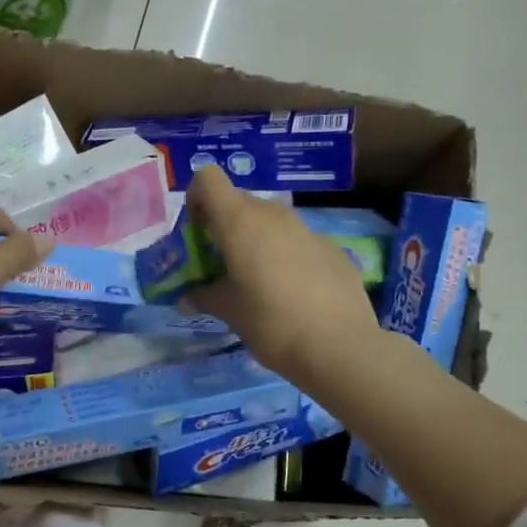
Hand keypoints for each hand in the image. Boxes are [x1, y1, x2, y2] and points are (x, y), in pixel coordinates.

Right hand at [186, 167, 380, 384]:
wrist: (339, 347)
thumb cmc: (271, 324)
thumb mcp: (229, 312)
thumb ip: (204, 297)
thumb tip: (186, 298)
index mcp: (240, 223)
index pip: (209, 179)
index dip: (197, 198)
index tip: (197, 233)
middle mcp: (273, 216)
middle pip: (239, 201)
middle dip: (224, 224)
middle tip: (222, 262)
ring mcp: (307, 230)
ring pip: (271, 221)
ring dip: (257, 240)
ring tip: (258, 280)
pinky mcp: (332, 249)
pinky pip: (298, 242)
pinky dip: (287, 257)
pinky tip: (294, 293)